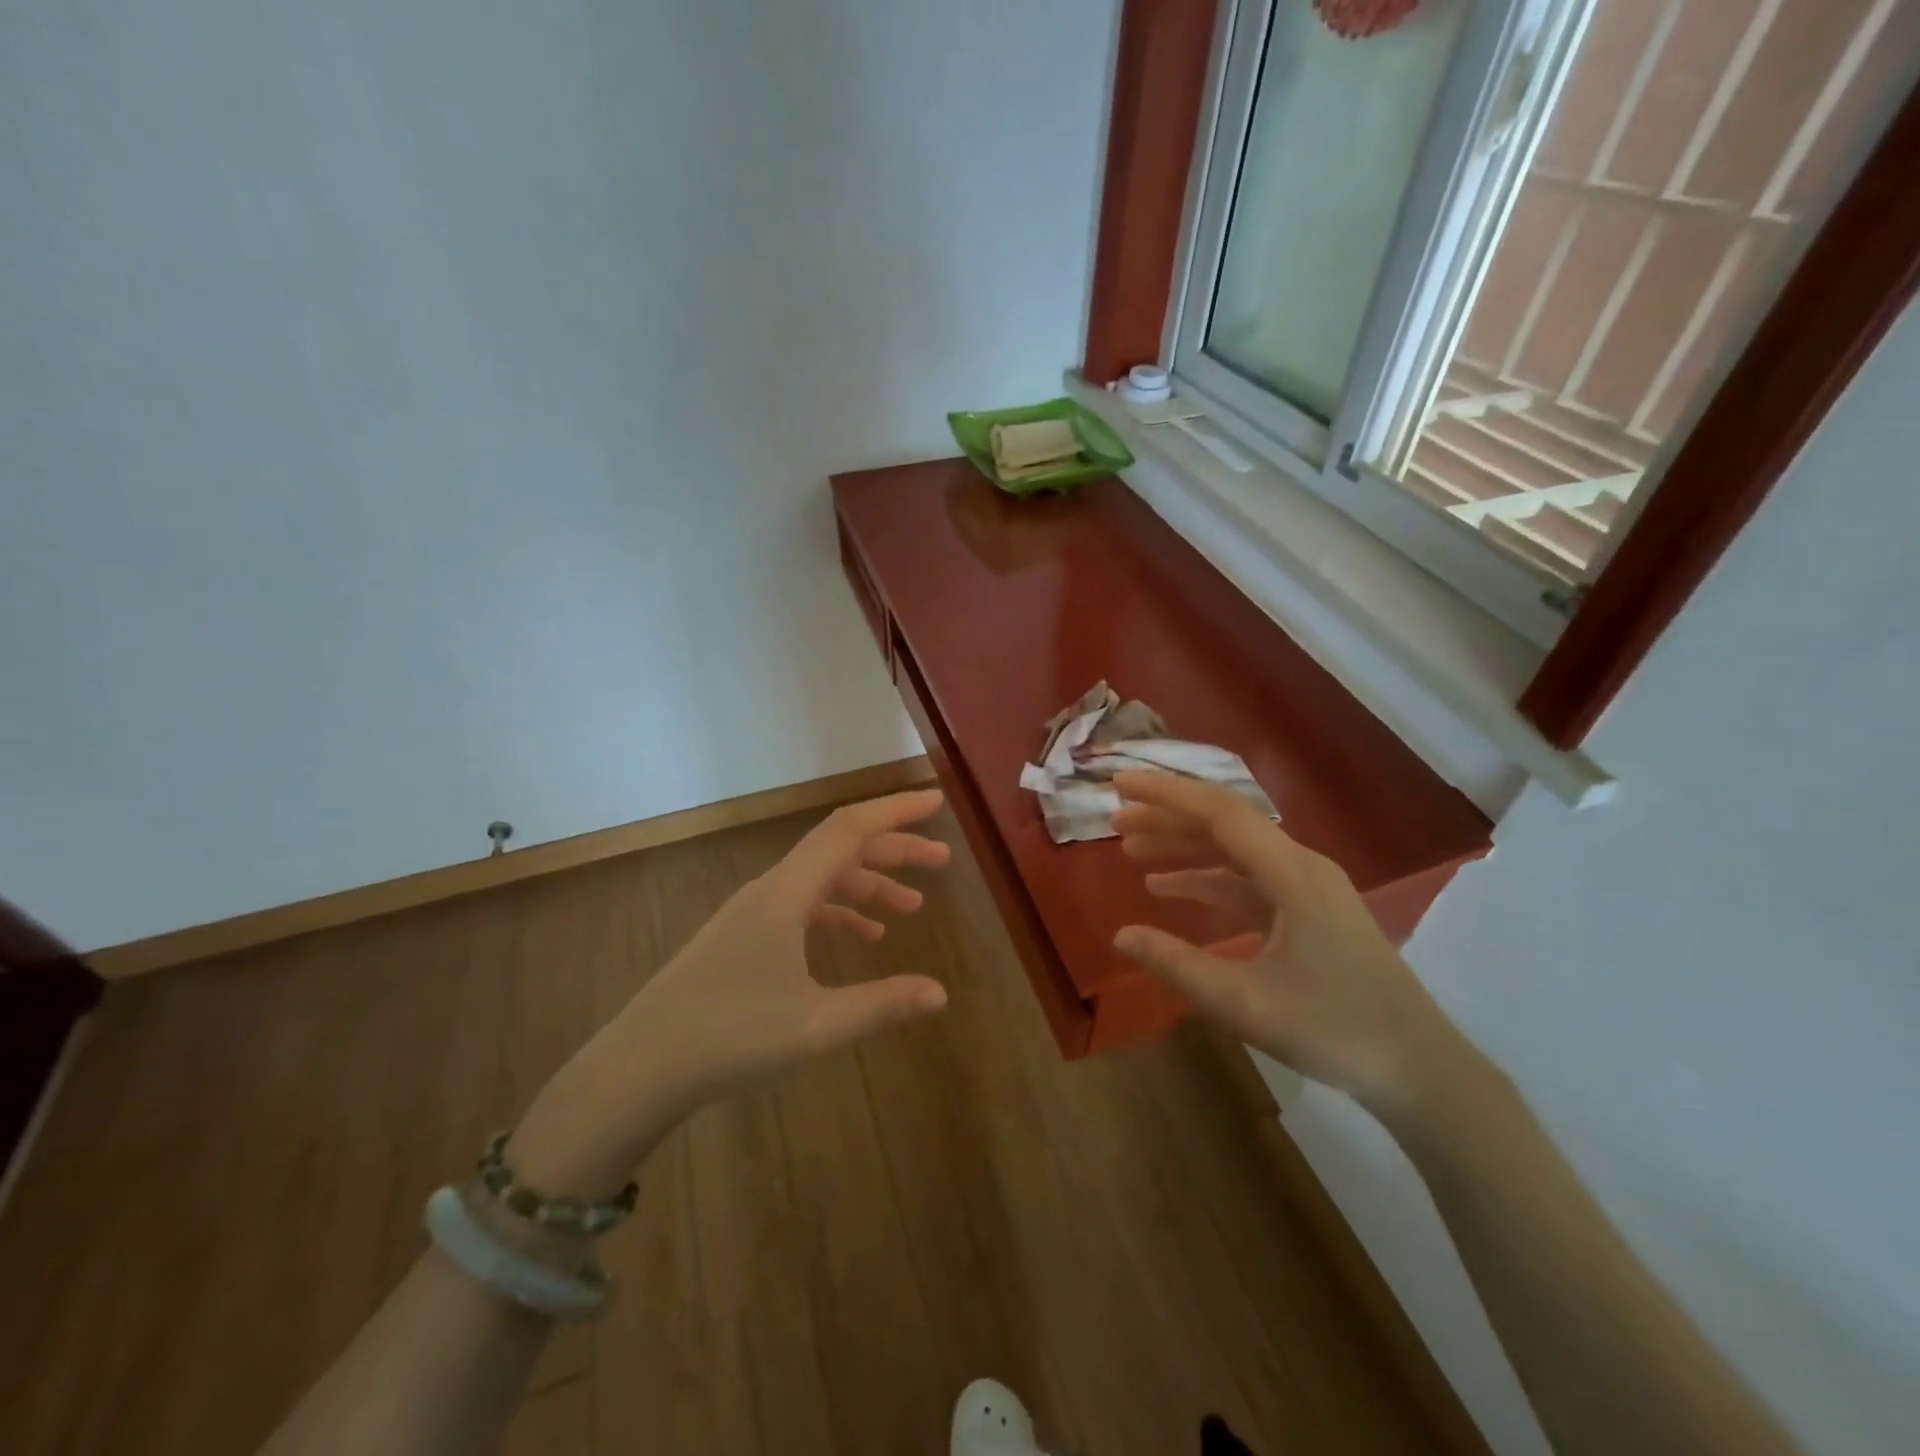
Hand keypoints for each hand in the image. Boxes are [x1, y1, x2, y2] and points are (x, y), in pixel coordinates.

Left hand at [510, 790, 951, 1192]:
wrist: (639, 1067)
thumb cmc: (728, 1038)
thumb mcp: (815, 1027)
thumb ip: (881, 1005)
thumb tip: (941, 993)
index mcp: (786, 894)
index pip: (848, 829)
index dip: (894, 810)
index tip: (935, 803)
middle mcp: (770, 889)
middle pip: (840, 848)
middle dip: (893, 848)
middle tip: (941, 859)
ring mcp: (754, 911)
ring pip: (822, 877)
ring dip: (868, 883)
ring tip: (911, 907)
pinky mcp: (744, 935)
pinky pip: (803, 905)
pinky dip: (839, 911)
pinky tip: (863, 938)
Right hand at [1108, 771, 1467, 1115]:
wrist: (1420, 1068)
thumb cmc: (1335, 1030)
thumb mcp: (1244, 1002)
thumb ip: (1178, 964)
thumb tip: (1121, 935)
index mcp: (1292, 874)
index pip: (1219, 812)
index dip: (1166, 793)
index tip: (1120, 783)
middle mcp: (1301, 866)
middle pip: (1225, 824)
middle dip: (1167, 817)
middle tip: (1115, 818)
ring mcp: (1307, 889)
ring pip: (1234, 852)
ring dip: (1184, 847)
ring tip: (1131, 850)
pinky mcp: (1308, 912)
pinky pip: (1247, 882)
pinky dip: (1206, 880)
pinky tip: (1169, 890)